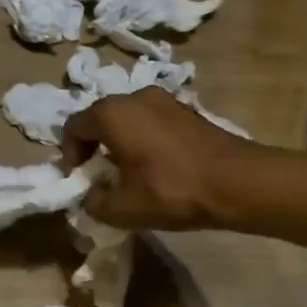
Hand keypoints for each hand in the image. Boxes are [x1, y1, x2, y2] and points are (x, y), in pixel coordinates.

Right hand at [60, 89, 259, 230]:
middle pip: (101, 118)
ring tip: (129, 172)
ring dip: (121, 142)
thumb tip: (90, 198)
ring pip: (129, 118)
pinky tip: (157, 166)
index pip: (74, 126)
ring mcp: (165, 100)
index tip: (78, 178)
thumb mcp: (123, 209)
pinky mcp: (188, 111)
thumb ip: (94, 203)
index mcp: (112, 114)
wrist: (238, 183)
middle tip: (99, 175)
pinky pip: (153, 121)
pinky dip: (145, 139)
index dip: (69, 154)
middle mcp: (135, 97)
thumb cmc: (171, 190)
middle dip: (94, 146)